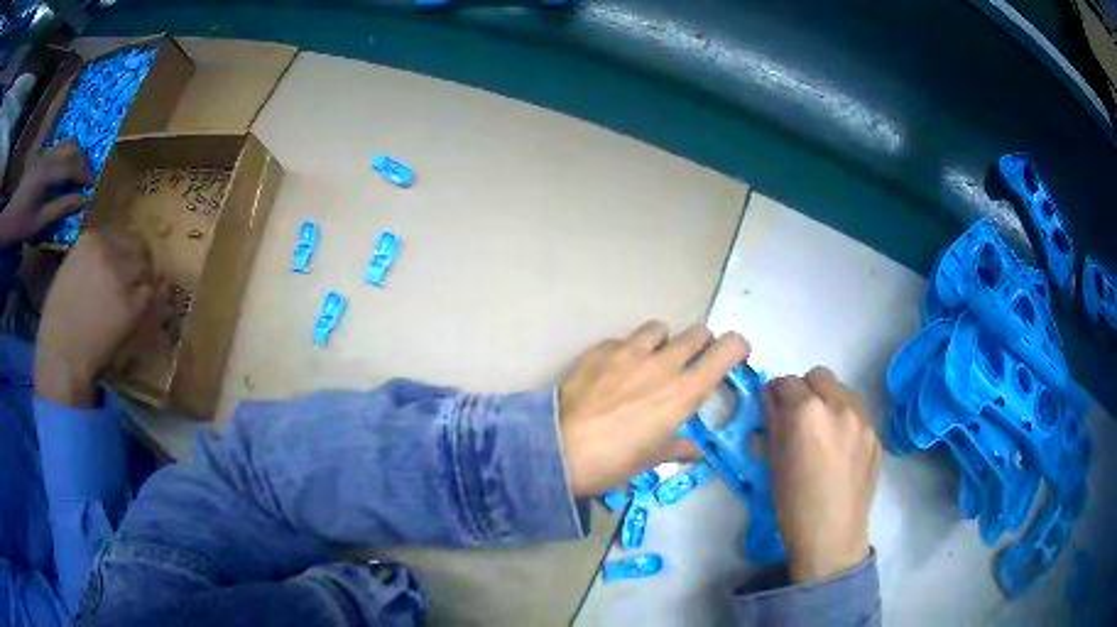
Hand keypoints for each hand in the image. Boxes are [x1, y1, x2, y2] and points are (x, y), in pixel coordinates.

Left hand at [2, 140, 92, 244]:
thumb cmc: (22, 225)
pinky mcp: (41, 157)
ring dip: (75, 154)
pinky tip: (65, 168)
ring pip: (66, 143)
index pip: (71, 165)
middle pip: (71, 148)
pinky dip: (66, 154)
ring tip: (77, 171)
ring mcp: (43, 155)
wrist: (9, 220)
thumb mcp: (40, 223)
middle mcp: (47, 157)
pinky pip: (58, 148)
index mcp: (46, 173)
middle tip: (86, 178)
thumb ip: (61, 208)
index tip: (92, 184)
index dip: (83, 173)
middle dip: (82, 161)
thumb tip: (83, 200)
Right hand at [35, 228, 156, 406]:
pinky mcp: (131, 305)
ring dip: (143, 282)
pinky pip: (149, 296)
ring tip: (135, 299)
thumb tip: (110, 258)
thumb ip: (90, 259)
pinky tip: (138, 313)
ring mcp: (120, 277)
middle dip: (138, 263)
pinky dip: (148, 302)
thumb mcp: (70, 271)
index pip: (120, 235)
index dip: (125, 250)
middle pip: (137, 248)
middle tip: (136, 280)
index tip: (125, 263)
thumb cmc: (57, 320)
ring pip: (145, 270)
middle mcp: (107, 251)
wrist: (61, 354)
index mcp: (90, 239)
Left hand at [559, 321, 749, 496]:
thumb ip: (677, 447)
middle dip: (701, 344)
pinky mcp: (600, 349)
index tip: (734, 356)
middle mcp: (663, 363)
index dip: (737, 347)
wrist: (560, 449)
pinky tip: (612, 373)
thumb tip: (694, 450)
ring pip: (660, 329)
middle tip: (690, 363)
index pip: (727, 350)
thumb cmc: (614, 461)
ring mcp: (629, 351)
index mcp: (685, 392)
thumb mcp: (651, 458)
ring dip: (662, 342)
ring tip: (649, 363)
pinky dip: (625, 351)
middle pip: (697, 333)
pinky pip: (622, 340)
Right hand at [765, 367, 880, 582]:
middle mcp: (839, 405)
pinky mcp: (876, 435)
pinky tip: (839, 450)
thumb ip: (773, 422)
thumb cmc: (793, 504)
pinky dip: (845, 420)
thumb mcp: (774, 462)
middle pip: (819, 376)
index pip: (787, 382)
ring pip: (842, 391)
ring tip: (822, 431)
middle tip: (797, 417)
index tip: (771, 407)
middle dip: (804, 390)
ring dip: (828, 400)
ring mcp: (863, 419)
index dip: (775, 393)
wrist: (832, 535)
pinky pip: (858, 414)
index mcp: (808, 412)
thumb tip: (771, 400)